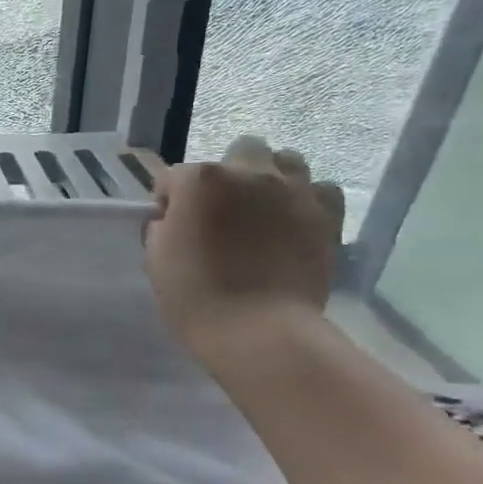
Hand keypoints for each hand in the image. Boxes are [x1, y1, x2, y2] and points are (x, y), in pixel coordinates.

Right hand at [144, 135, 345, 356]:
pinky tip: (296, 221)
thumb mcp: (156, 260)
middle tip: (222, 210)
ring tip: (264, 209)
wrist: (260, 332)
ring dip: (271, 177)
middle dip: (227, 174)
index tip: (171, 227)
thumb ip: (161, 229)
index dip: (169, 202)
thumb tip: (172, 221)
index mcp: (200, 180)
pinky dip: (308, 199)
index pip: (173, 178)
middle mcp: (248, 173)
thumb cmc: (196, 297)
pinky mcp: (326, 215)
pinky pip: (321, 189)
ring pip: (286, 160)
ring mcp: (292, 190)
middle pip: (239, 151)